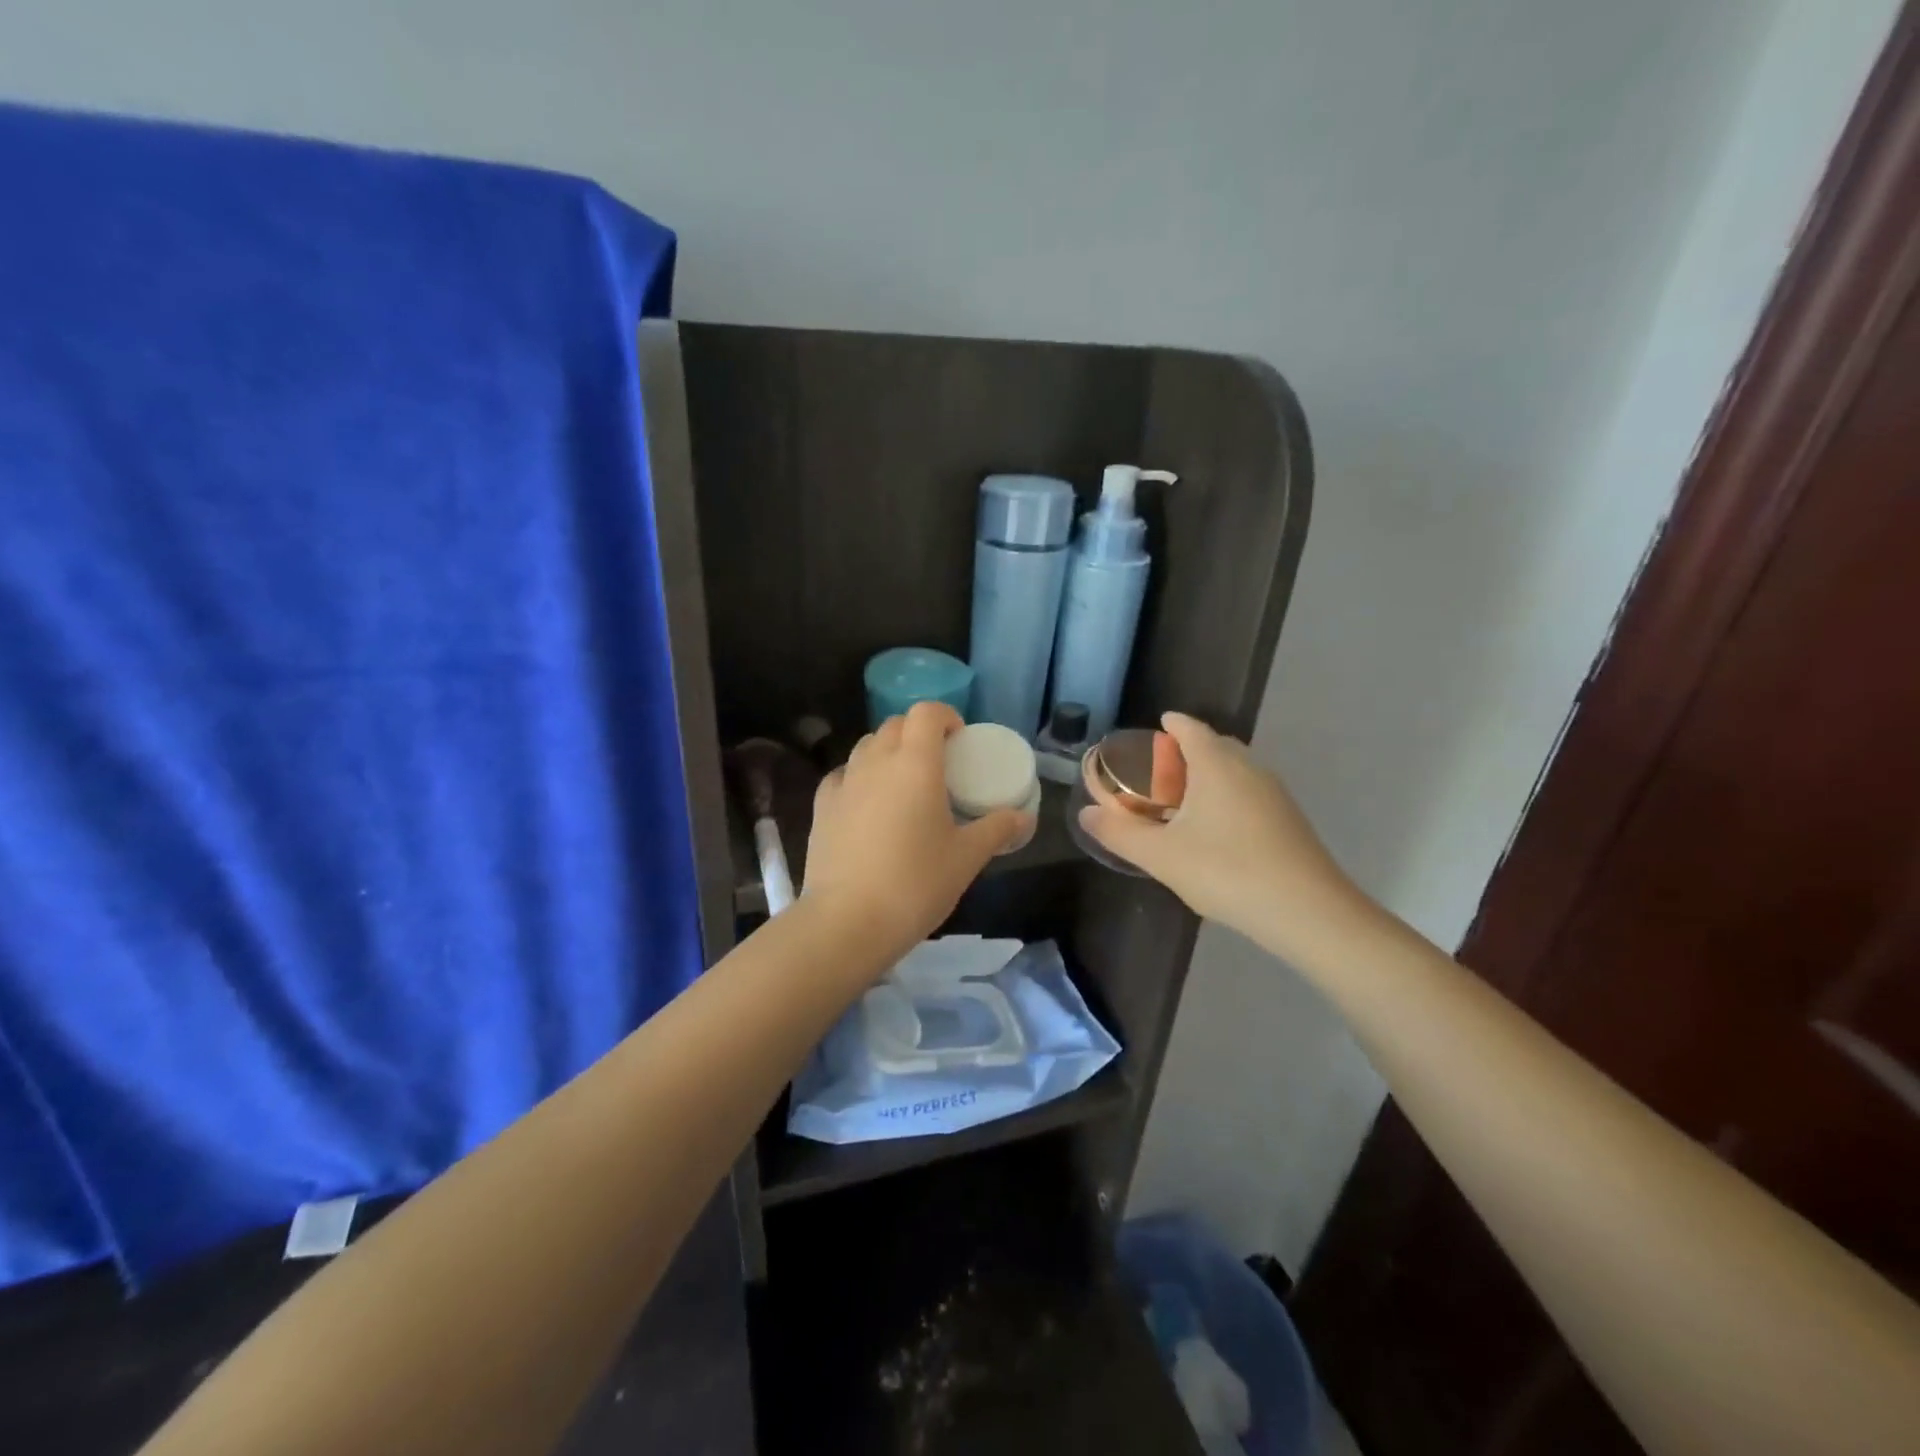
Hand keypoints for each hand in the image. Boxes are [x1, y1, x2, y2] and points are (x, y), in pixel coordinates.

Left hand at [802, 701, 1027, 963]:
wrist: (848, 921)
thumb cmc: (916, 883)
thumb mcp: (967, 858)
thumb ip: (996, 829)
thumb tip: (1024, 817)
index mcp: (915, 764)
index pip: (926, 712)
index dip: (945, 716)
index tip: (959, 739)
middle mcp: (876, 762)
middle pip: (895, 725)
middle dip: (918, 732)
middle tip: (938, 763)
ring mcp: (843, 783)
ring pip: (866, 746)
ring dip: (888, 751)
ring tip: (904, 783)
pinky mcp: (821, 807)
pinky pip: (843, 775)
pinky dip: (859, 777)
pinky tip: (868, 804)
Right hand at [1077, 712, 1372, 955]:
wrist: (1308, 912)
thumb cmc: (1227, 872)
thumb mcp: (1162, 856)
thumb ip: (1120, 832)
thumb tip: (1085, 813)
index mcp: (1216, 765)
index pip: (1190, 728)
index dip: (1171, 725)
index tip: (1154, 728)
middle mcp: (1248, 768)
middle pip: (1215, 745)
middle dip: (1186, 750)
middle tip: (1158, 770)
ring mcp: (1274, 794)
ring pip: (1234, 770)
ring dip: (1207, 775)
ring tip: (1180, 801)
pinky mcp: (1287, 820)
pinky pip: (1248, 792)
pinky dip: (1225, 796)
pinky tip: (1213, 830)